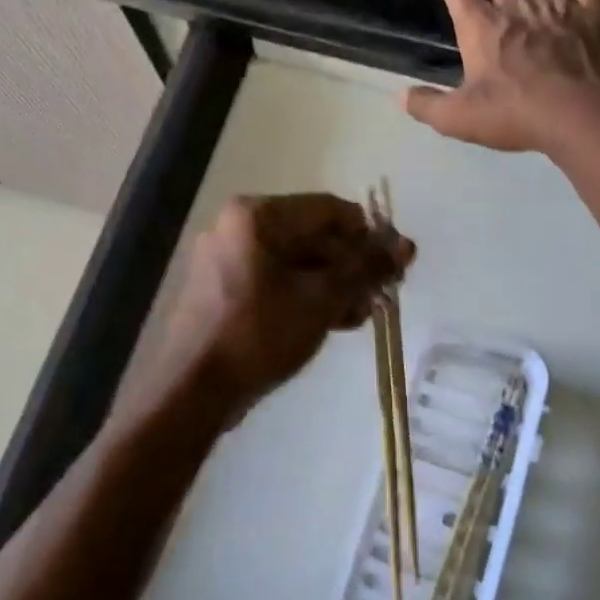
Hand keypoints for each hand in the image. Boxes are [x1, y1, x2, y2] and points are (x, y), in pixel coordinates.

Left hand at [151, 194, 413, 420]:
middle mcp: (238, 227)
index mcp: (258, 215)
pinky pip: (276, 281)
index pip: (331, 210)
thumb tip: (406, 245)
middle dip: (351, 267)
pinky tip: (331, 322)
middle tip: (379, 298)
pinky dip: (305, 296)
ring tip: (358, 316)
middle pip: (313, 235)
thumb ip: (365, 269)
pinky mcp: (224, 289)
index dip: (369, 237)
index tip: (395, 268)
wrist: (193, 389)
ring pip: (296, 262)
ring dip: (333, 285)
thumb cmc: (260, 334)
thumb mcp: (322, 299)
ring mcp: (227, 258)